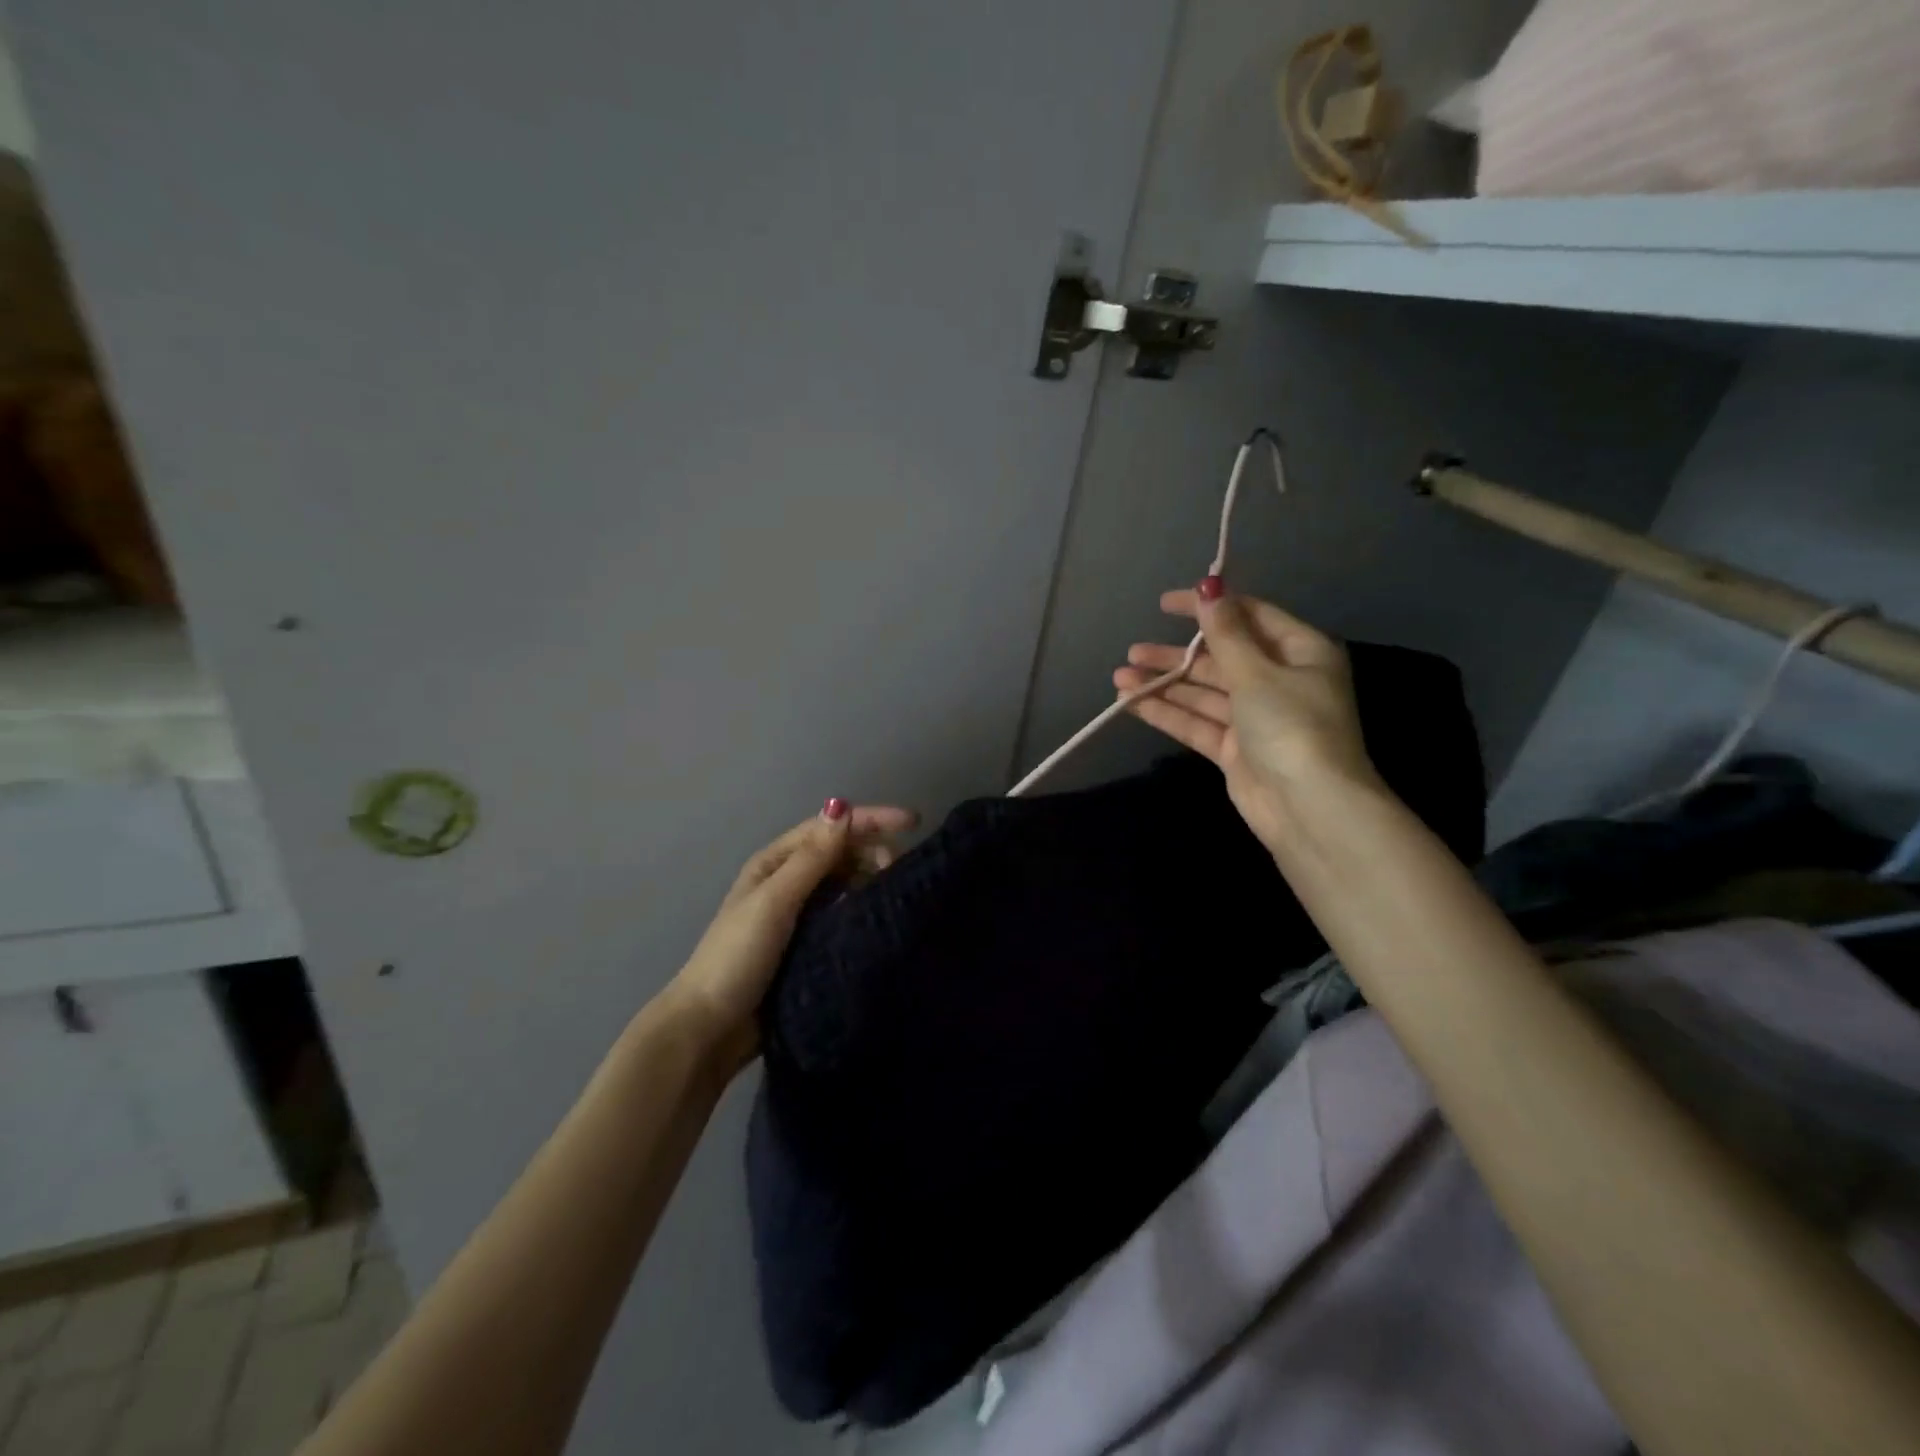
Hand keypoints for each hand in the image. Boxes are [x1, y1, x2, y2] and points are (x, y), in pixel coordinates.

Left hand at [662, 800, 916, 1076]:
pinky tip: (879, 916)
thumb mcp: (774, 902)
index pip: (828, 828)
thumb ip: (810, 859)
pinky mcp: (807, 944)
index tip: (913, 822)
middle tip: (900, 869)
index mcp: (774, 863)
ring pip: (843, 882)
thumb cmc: (738, 957)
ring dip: (869, 877)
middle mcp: (787, 881)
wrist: (710, 1028)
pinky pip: (842, 913)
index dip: (870, 819)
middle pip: (838, 852)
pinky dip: (861, 907)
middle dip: (872, 849)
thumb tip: (842, 807)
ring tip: (896, 891)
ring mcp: (797, 914)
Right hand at [1113, 584, 1378, 852]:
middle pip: (1221, 658)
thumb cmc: (1291, 726)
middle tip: (1134, 651)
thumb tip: (1208, 589)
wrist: (1308, 808)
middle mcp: (1279, 681)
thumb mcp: (1256, 673)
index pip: (1250, 617)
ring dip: (1164, 684)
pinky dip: (1168, 712)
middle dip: (1177, 655)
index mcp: (1300, 652)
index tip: (1165, 604)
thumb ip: (1226, 634)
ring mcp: (1256, 718)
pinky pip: (1198, 722)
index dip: (1208, 607)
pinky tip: (1131, 703)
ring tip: (1121, 677)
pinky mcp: (1236, 750)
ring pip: (1204, 693)